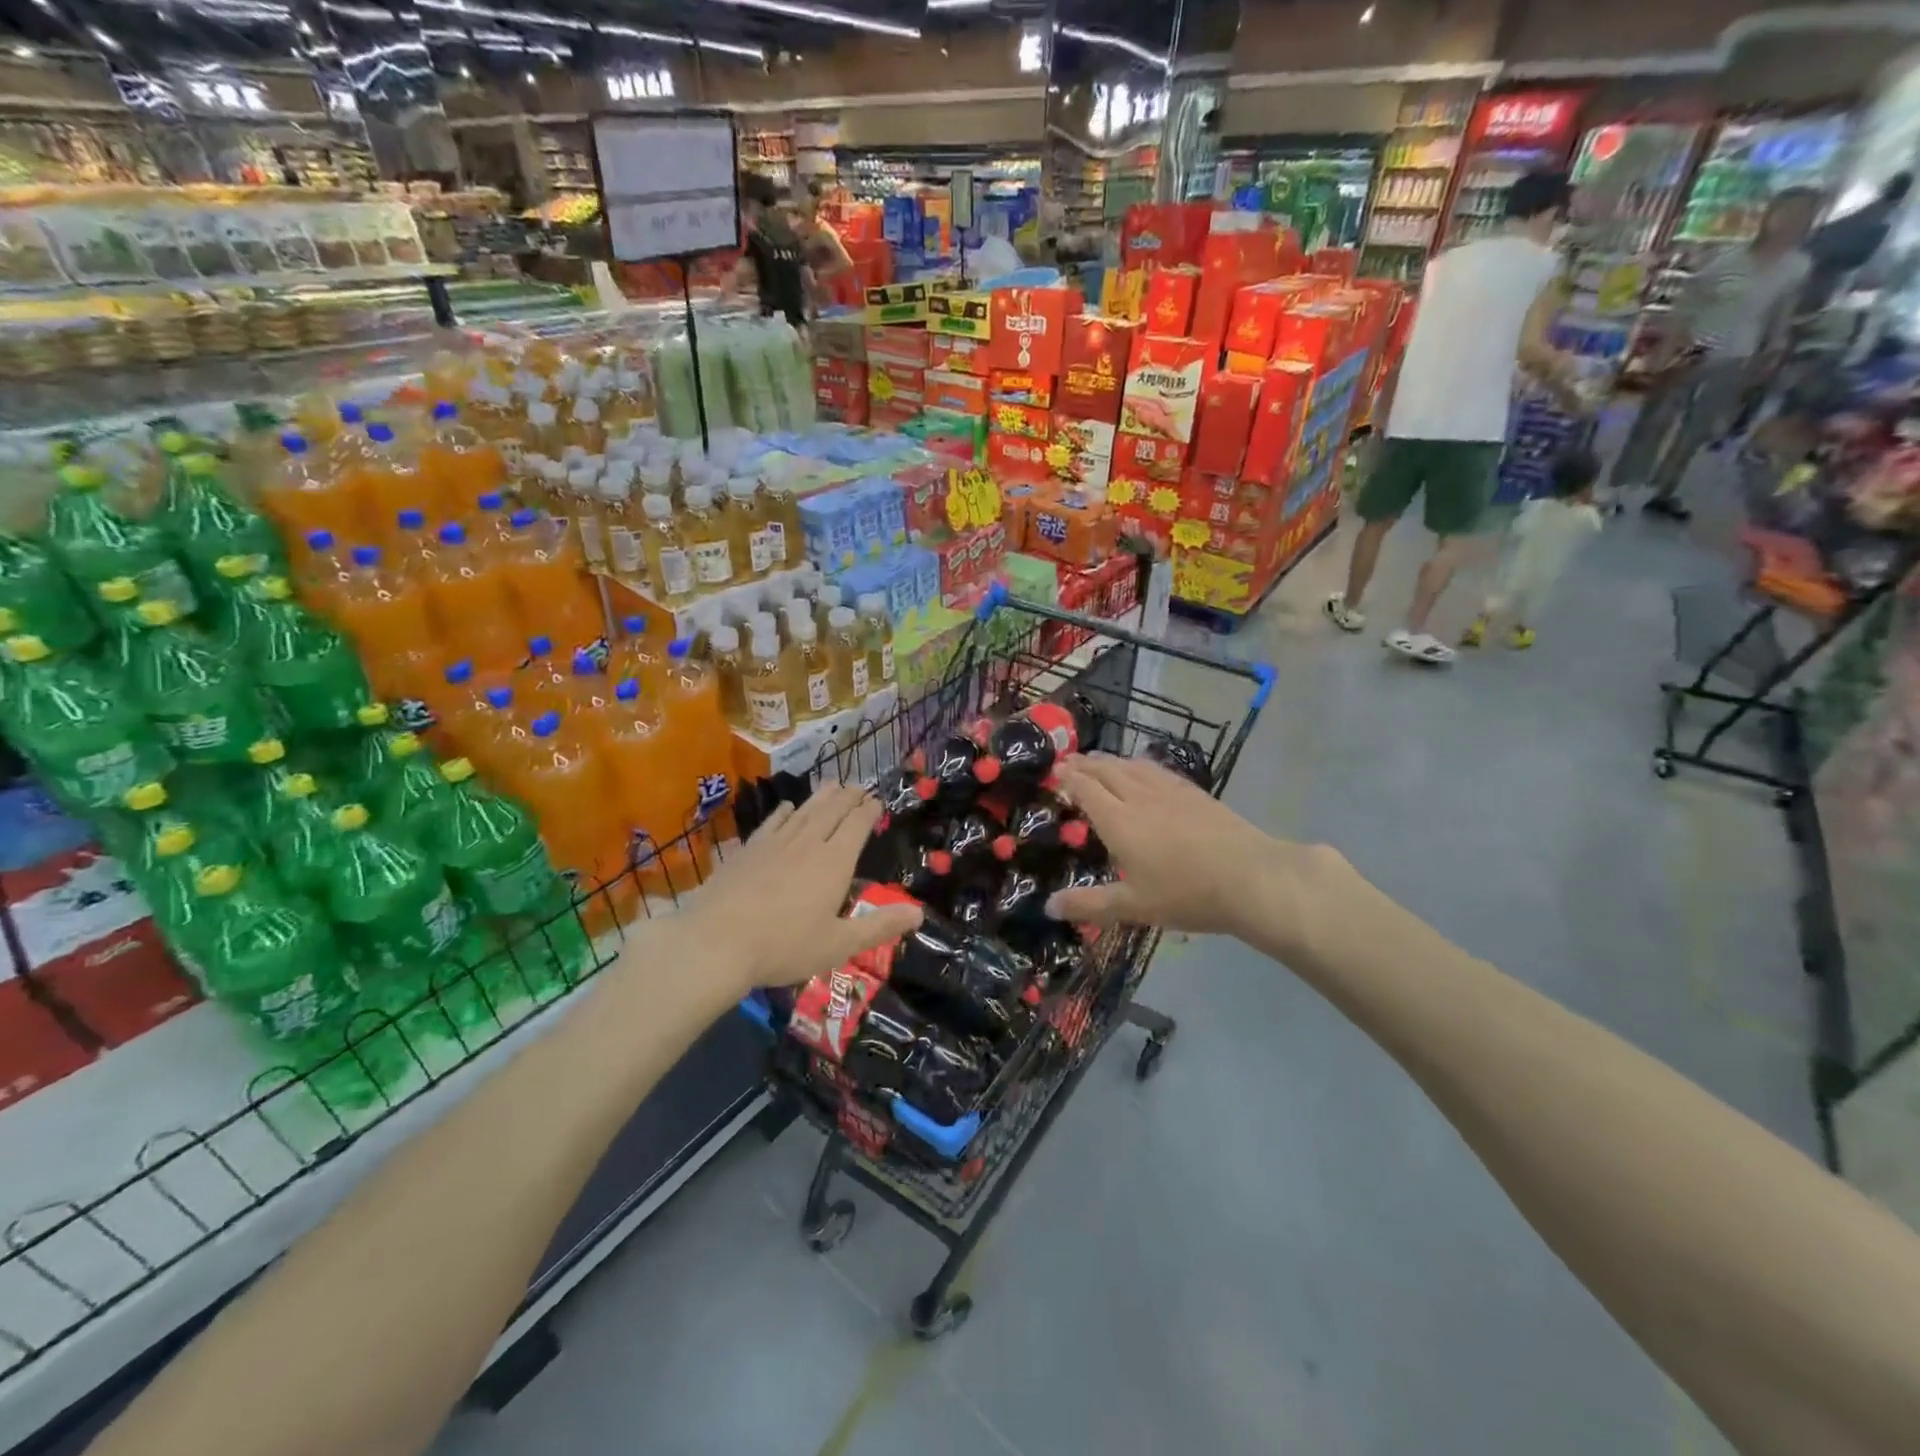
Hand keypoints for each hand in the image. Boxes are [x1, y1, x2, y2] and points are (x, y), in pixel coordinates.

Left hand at [682, 786, 922, 992]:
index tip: (877, 801)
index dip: (869, 811)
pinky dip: (784, 812)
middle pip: (831, 811)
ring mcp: (774, 844)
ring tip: (832, 785)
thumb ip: (879, 926)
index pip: (857, 825)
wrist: (716, 942)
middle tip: (858, 787)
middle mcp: (807, 843)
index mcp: (834, 862)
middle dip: (848, 797)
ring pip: (803, 811)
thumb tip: (919, 914)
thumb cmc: (784, 946)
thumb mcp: (839, 944)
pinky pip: (772, 822)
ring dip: (821, 797)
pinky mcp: (748, 850)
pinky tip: (787, 807)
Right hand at [1044, 754, 1343, 951]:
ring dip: (1110, 760)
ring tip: (1099, 760)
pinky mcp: (1194, 793)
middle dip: (1085, 764)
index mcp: (1119, 821)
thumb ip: (1089, 904)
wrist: (1250, 878)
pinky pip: (1158, 770)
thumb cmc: (1186, 894)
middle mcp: (1140, 798)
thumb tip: (1047, 906)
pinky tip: (1143, 769)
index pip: (1087, 789)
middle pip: (1107, 771)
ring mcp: (1170, 791)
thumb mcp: (1133, 907)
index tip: (1054, 770)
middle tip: (1069, 761)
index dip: (1069, 778)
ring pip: (1133, 766)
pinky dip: (1140, 765)